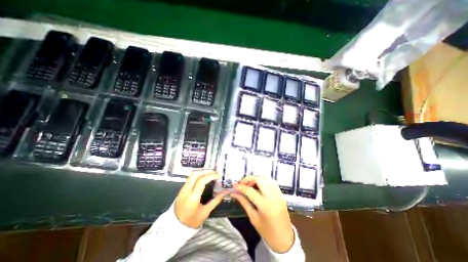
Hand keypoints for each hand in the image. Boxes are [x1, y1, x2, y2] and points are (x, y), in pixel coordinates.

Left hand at [174, 171, 227, 227]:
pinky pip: (190, 179)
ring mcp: (182, 190)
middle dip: (206, 171)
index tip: (218, 176)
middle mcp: (186, 191)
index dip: (211, 176)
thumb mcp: (205, 212)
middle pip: (195, 174)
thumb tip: (224, 192)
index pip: (202, 181)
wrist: (175, 228)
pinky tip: (203, 178)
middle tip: (214, 173)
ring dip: (202, 172)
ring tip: (210, 174)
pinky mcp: (181, 190)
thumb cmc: (192, 221)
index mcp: (192, 198)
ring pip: (191, 175)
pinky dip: (198, 176)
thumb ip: (216, 200)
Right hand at [232, 175, 292, 251]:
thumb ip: (244, 202)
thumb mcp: (253, 218)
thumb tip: (234, 193)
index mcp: (265, 206)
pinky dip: (264, 180)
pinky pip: (272, 182)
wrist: (284, 239)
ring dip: (256, 178)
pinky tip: (259, 185)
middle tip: (242, 183)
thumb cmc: (266, 231)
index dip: (240, 187)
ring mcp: (278, 194)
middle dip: (249, 179)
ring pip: (266, 178)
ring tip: (250, 184)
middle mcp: (273, 197)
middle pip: (259, 180)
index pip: (250, 191)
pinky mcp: (281, 194)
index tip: (234, 186)